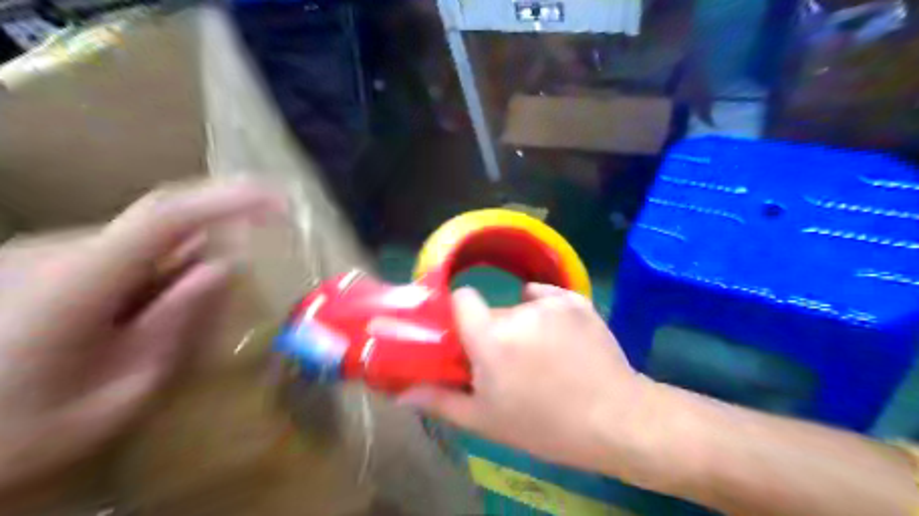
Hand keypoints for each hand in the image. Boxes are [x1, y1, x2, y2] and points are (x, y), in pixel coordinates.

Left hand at [1, 180, 283, 489]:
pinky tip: (129, 325)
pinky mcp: (36, 261)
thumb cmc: (19, 431)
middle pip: (159, 230)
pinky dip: (148, 278)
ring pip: (141, 243)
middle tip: (225, 302)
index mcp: (75, 283)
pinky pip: (119, 255)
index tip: (279, 200)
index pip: (166, 217)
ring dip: (175, 271)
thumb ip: (175, 326)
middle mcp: (55, 252)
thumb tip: (224, 268)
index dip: (228, 200)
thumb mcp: (119, 392)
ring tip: (163, 329)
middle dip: (207, 251)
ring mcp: (39, 253)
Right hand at [403, 283, 660, 473]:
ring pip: (521, 305)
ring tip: (542, 355)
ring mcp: (552, 303)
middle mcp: (518, 312)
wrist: (615, 419)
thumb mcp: (486, 420)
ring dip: (522, 324)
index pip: (462, 298)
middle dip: (493, 330)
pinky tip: (561, 336)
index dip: (461, 313)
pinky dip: (547, 310)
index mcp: (491, 339)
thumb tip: (401, 393)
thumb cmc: (545, 425)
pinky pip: (548, 297)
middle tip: (508, 362)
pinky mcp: (577, 300)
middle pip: (493, 310)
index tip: (466, 335)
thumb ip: (440, 401)